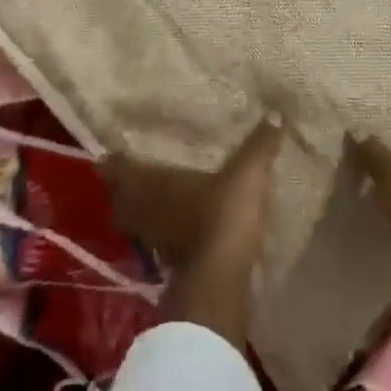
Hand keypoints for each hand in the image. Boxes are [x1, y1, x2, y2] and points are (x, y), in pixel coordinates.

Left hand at [101, 117, 283, 350]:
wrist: (221, 277)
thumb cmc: (223, 214)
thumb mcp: (247, 174)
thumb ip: (259, 145)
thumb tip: (276, 113)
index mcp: (151, 182)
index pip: (117, 168)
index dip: (113, 160)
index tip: (114, 150)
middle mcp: (142, 209)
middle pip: (119, 196)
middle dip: (122, 185)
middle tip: (134, 171)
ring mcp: (151, 238)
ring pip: (133, 219)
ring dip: (138, 209)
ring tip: (153, 196)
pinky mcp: (165, 261)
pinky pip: (153, 238)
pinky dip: (158, 229)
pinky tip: (175, 223)